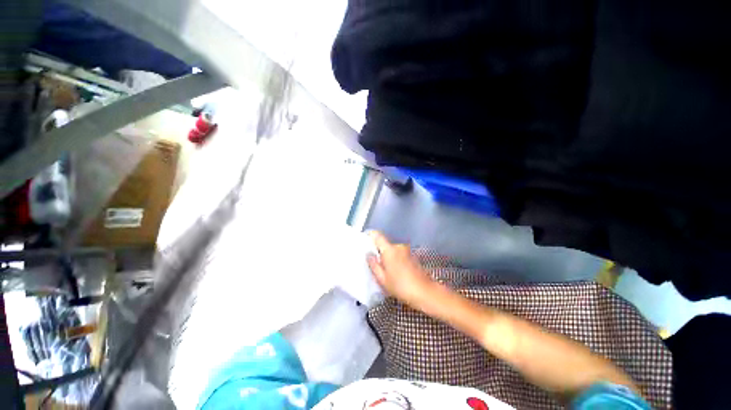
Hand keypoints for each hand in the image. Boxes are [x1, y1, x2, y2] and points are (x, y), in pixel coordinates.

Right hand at [367, 231, 436, 306]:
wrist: (425, 292)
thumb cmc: (401, 286)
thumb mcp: (382, 279)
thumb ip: (373, 265)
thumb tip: (368, 255)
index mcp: (389, 250)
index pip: (377, 235)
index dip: (370, 235)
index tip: (365, 241)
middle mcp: (398, 246)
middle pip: (385, 245)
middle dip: (379, 252)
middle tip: (376, 265)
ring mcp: (407, 251)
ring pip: (392, 251)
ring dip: (388, 257)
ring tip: (387, 272)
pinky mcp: (413, 256)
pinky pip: (400, 255)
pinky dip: (396, 260)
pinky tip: (397, 273)